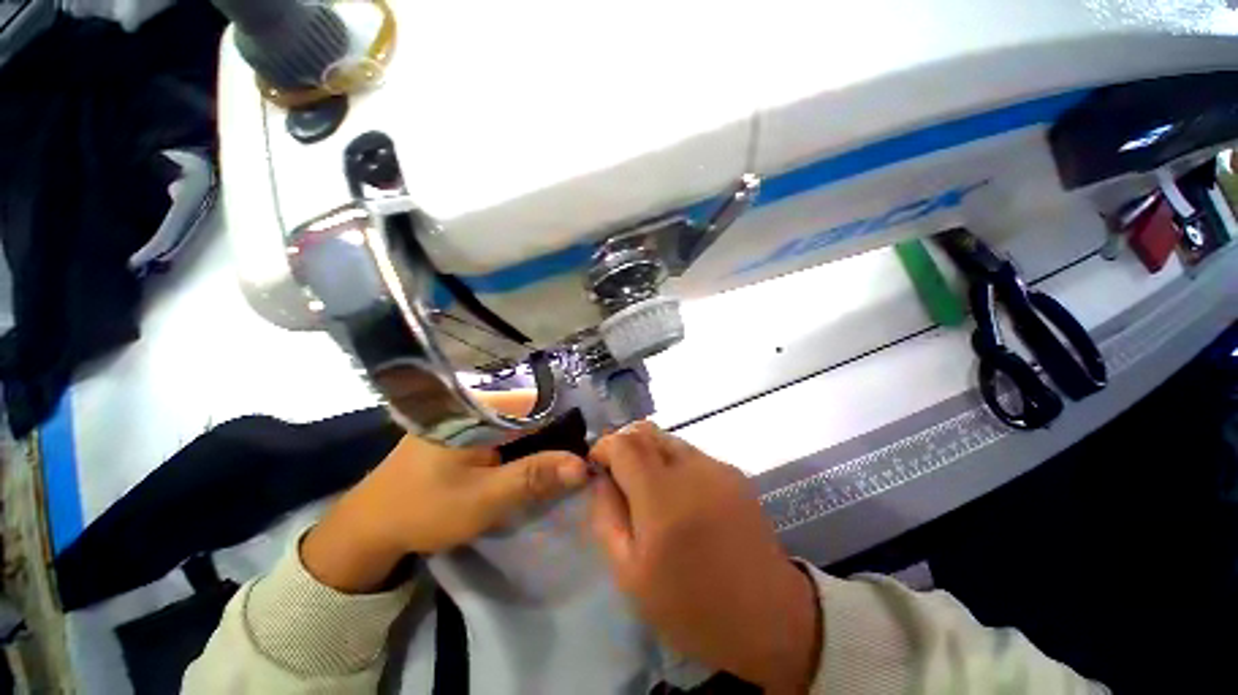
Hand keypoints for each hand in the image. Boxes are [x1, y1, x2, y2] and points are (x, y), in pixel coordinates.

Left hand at [302, 391, 587, 592]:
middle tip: (589, 441)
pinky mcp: (467, 432)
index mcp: (479, 408)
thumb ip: (534, 478)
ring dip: (545, 432)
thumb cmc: (425, 510)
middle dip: (560, 423)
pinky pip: (507, 429)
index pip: (538, 399)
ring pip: (520, 418)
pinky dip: (527, 439)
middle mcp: (476, 403)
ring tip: (575, 445)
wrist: (371, 527)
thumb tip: (583, 465)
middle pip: (531, 407)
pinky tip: (543, 452)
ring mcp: (470, 417)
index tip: (595, 427)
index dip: (569, 412)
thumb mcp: (484, 499)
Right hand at [589, 423, 821, 693]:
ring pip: (668, 439)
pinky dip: (673, 463)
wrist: (769, 617)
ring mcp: (717, 467)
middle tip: (619, 474)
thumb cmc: (691, 606)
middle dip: (624, 444)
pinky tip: (680, 497)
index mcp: (663, 499)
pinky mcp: (733, 471)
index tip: (597, 466)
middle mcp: (692, 470)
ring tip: (649, 488)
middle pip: (646, 431)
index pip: (624, 443)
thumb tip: (601, 478)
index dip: (604, 447)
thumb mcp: (630, 574)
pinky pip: (691, 453)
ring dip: (649, 453)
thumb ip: (606, 516)